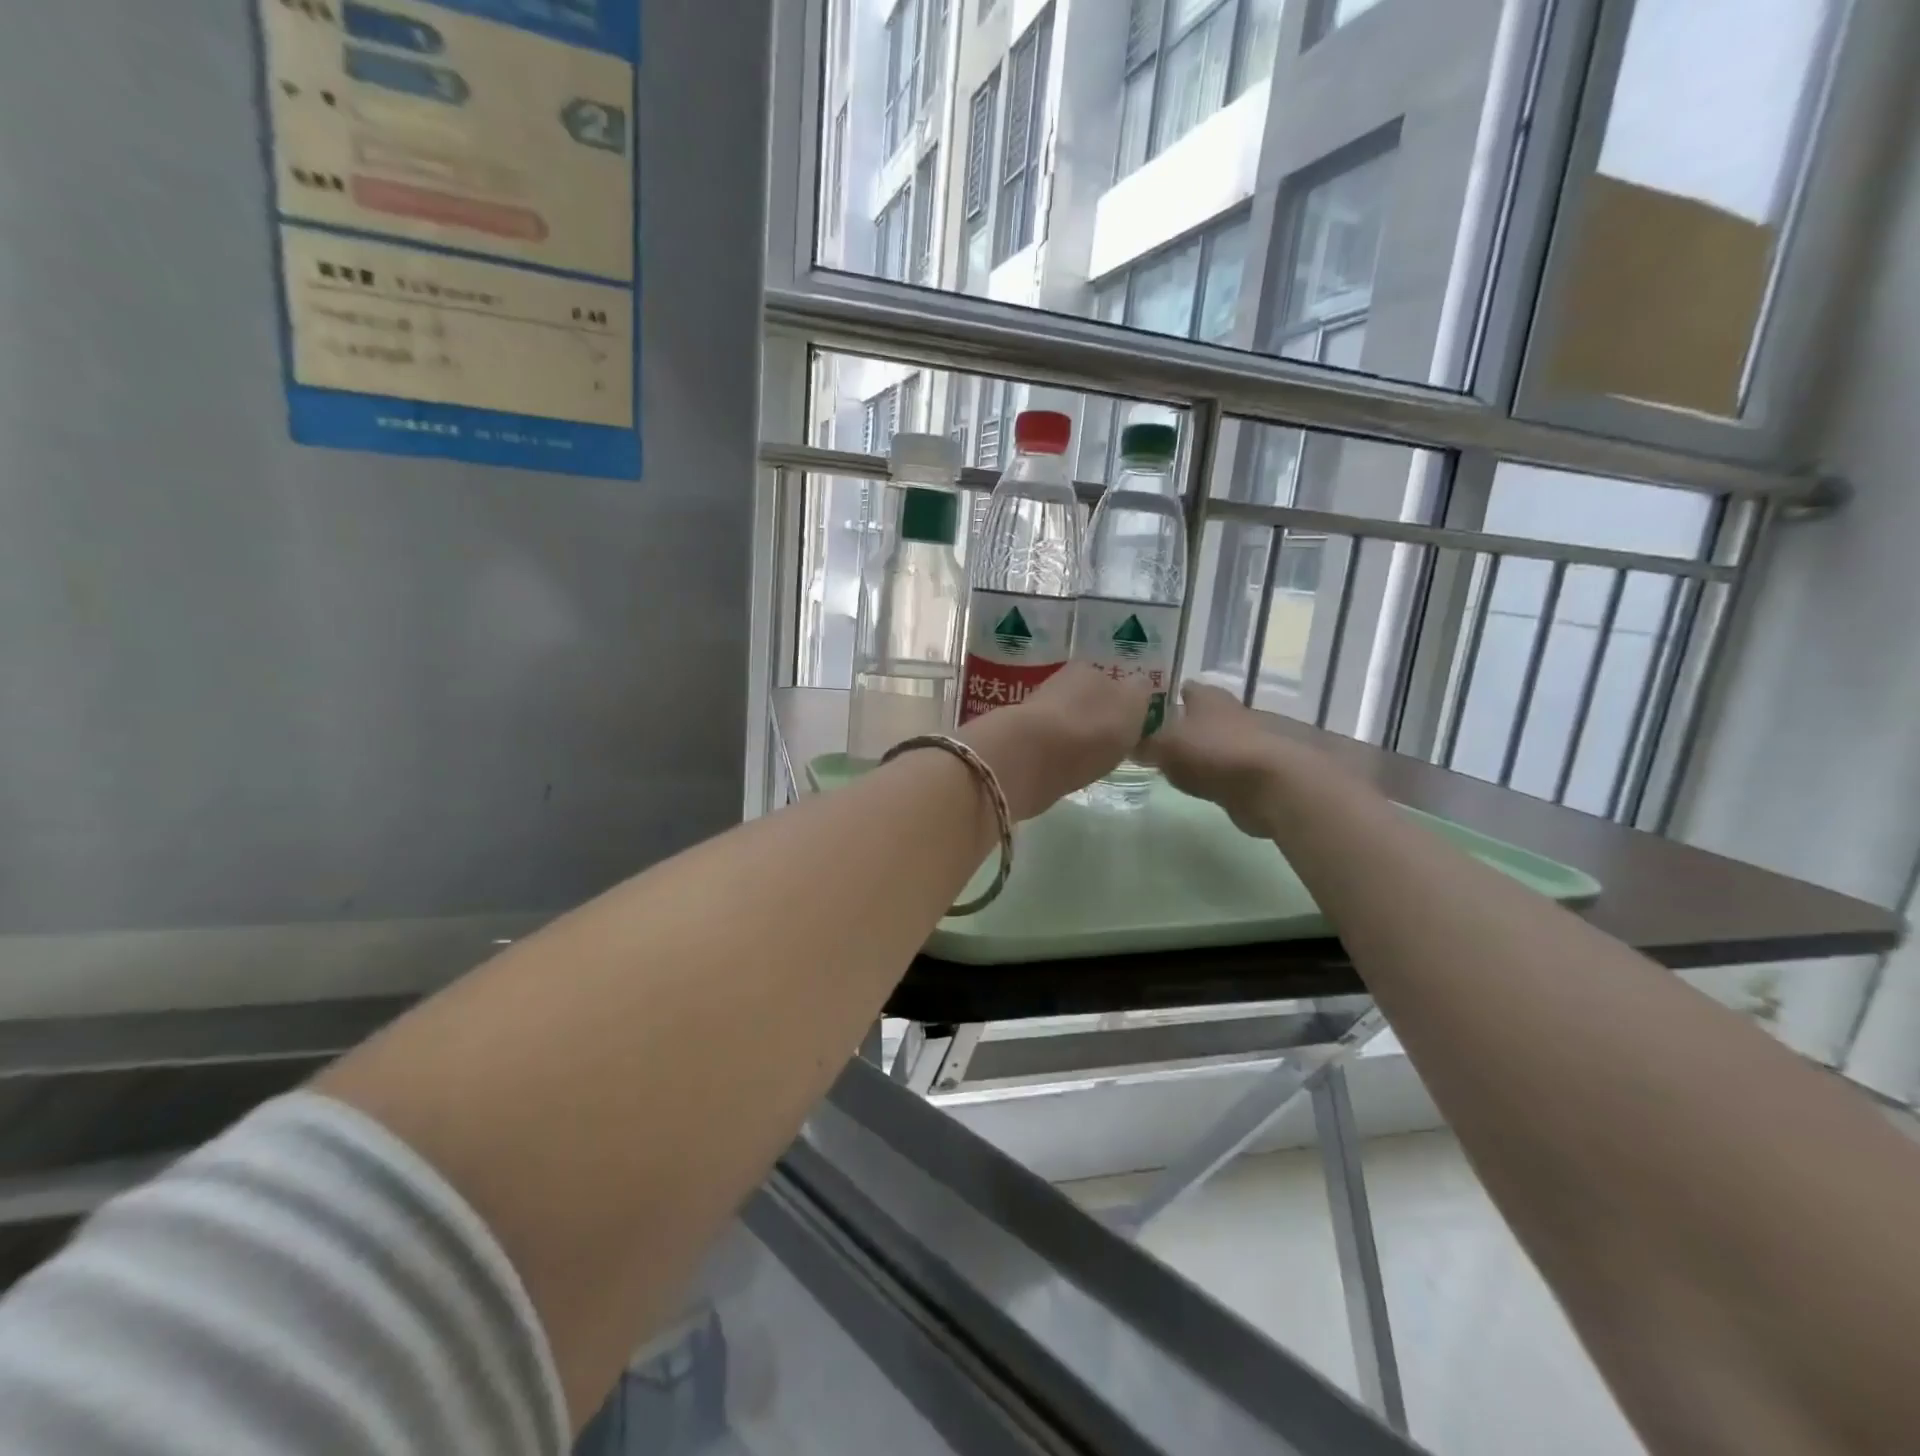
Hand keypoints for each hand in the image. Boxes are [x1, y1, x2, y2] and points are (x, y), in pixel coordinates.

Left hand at [958, 664, 1153, 818]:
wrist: (1030, 756)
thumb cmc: (1090, 729)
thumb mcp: (1132, 707)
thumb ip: (1139, 695)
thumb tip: (1137, 686)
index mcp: (1088, 670)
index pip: (1112, 680)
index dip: (1122, 702)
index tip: (1129, 725)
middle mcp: (1060, 683)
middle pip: (1086, 699)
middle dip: (1095, 718)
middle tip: (1109, 744)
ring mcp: (1036, 712)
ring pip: (1065, 721)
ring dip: (1075, 736)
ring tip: (1088, 760)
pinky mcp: (1019, 741)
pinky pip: (1048, 745)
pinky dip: (1057, 755)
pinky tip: (1065, 769)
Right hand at [1143, 681, 1301, 834]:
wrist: (1277, 785)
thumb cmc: (1215, 753)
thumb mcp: (1165, 746)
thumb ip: (1144, 744)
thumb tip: (1127, 742)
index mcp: (1208, 698)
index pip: (1184, 689)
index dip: (1166, 697)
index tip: (1147, 711)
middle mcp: (1233, 713)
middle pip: (1204, 716)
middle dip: (1185, 726)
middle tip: (1159, 740)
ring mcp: (1254, 743)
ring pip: (1221, 742)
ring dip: (1205, 752)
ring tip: (1179, 766)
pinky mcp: (1266, 773)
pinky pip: (1234, 770)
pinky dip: (1222, 776)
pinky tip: (1208, 786)